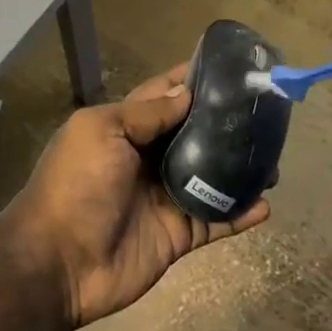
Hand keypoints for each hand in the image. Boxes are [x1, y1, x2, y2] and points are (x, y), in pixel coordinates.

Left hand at [0, 65, 270, 327]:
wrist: (59, 261)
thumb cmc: (77, 184)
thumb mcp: (102, 132)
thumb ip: (145, 114)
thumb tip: (187, 93)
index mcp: (123, 130)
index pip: (162, 97)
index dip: (191, 82)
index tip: (230, 69)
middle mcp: (146, 159)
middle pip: (193, 136)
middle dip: (226, 125)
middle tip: (266, 114)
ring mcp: (163, 198)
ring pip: (211, 177)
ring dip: (240, 169)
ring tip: (272, 159)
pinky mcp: (177, 235)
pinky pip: (215, 220)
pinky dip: (240, 213)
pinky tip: (266, 205)